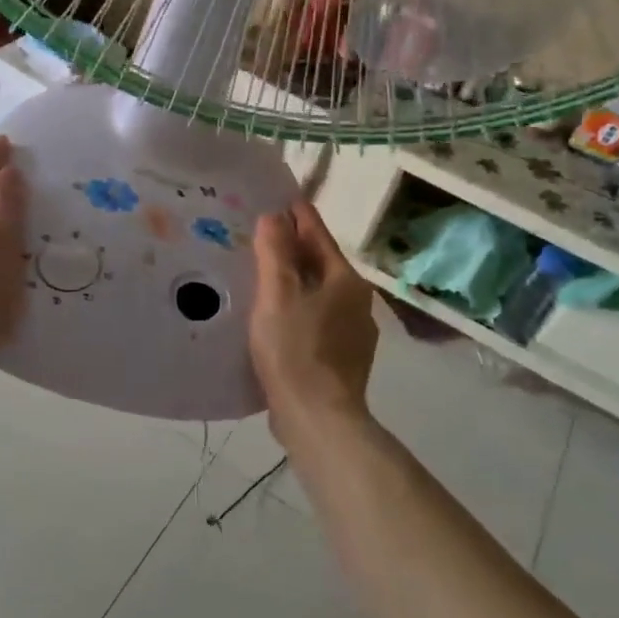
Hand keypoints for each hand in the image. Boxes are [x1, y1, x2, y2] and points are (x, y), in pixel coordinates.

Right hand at [250, 201, 378, 437]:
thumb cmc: (296, 351)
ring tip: (264, 276)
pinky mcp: (344, 359)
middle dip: (294, 249)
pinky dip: (300, 310)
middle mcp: (358, 302)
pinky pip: (318, 320)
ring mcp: (355, 333)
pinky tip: (278, 319)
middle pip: (321, 264)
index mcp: (346, 281)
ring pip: (321, 294)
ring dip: (296, 282)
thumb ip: (275, 253)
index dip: (298, 215)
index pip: (319, 235)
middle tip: (261, 236)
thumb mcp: (278, 296)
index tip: (279, 198)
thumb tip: (274, 215)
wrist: (318, 419)